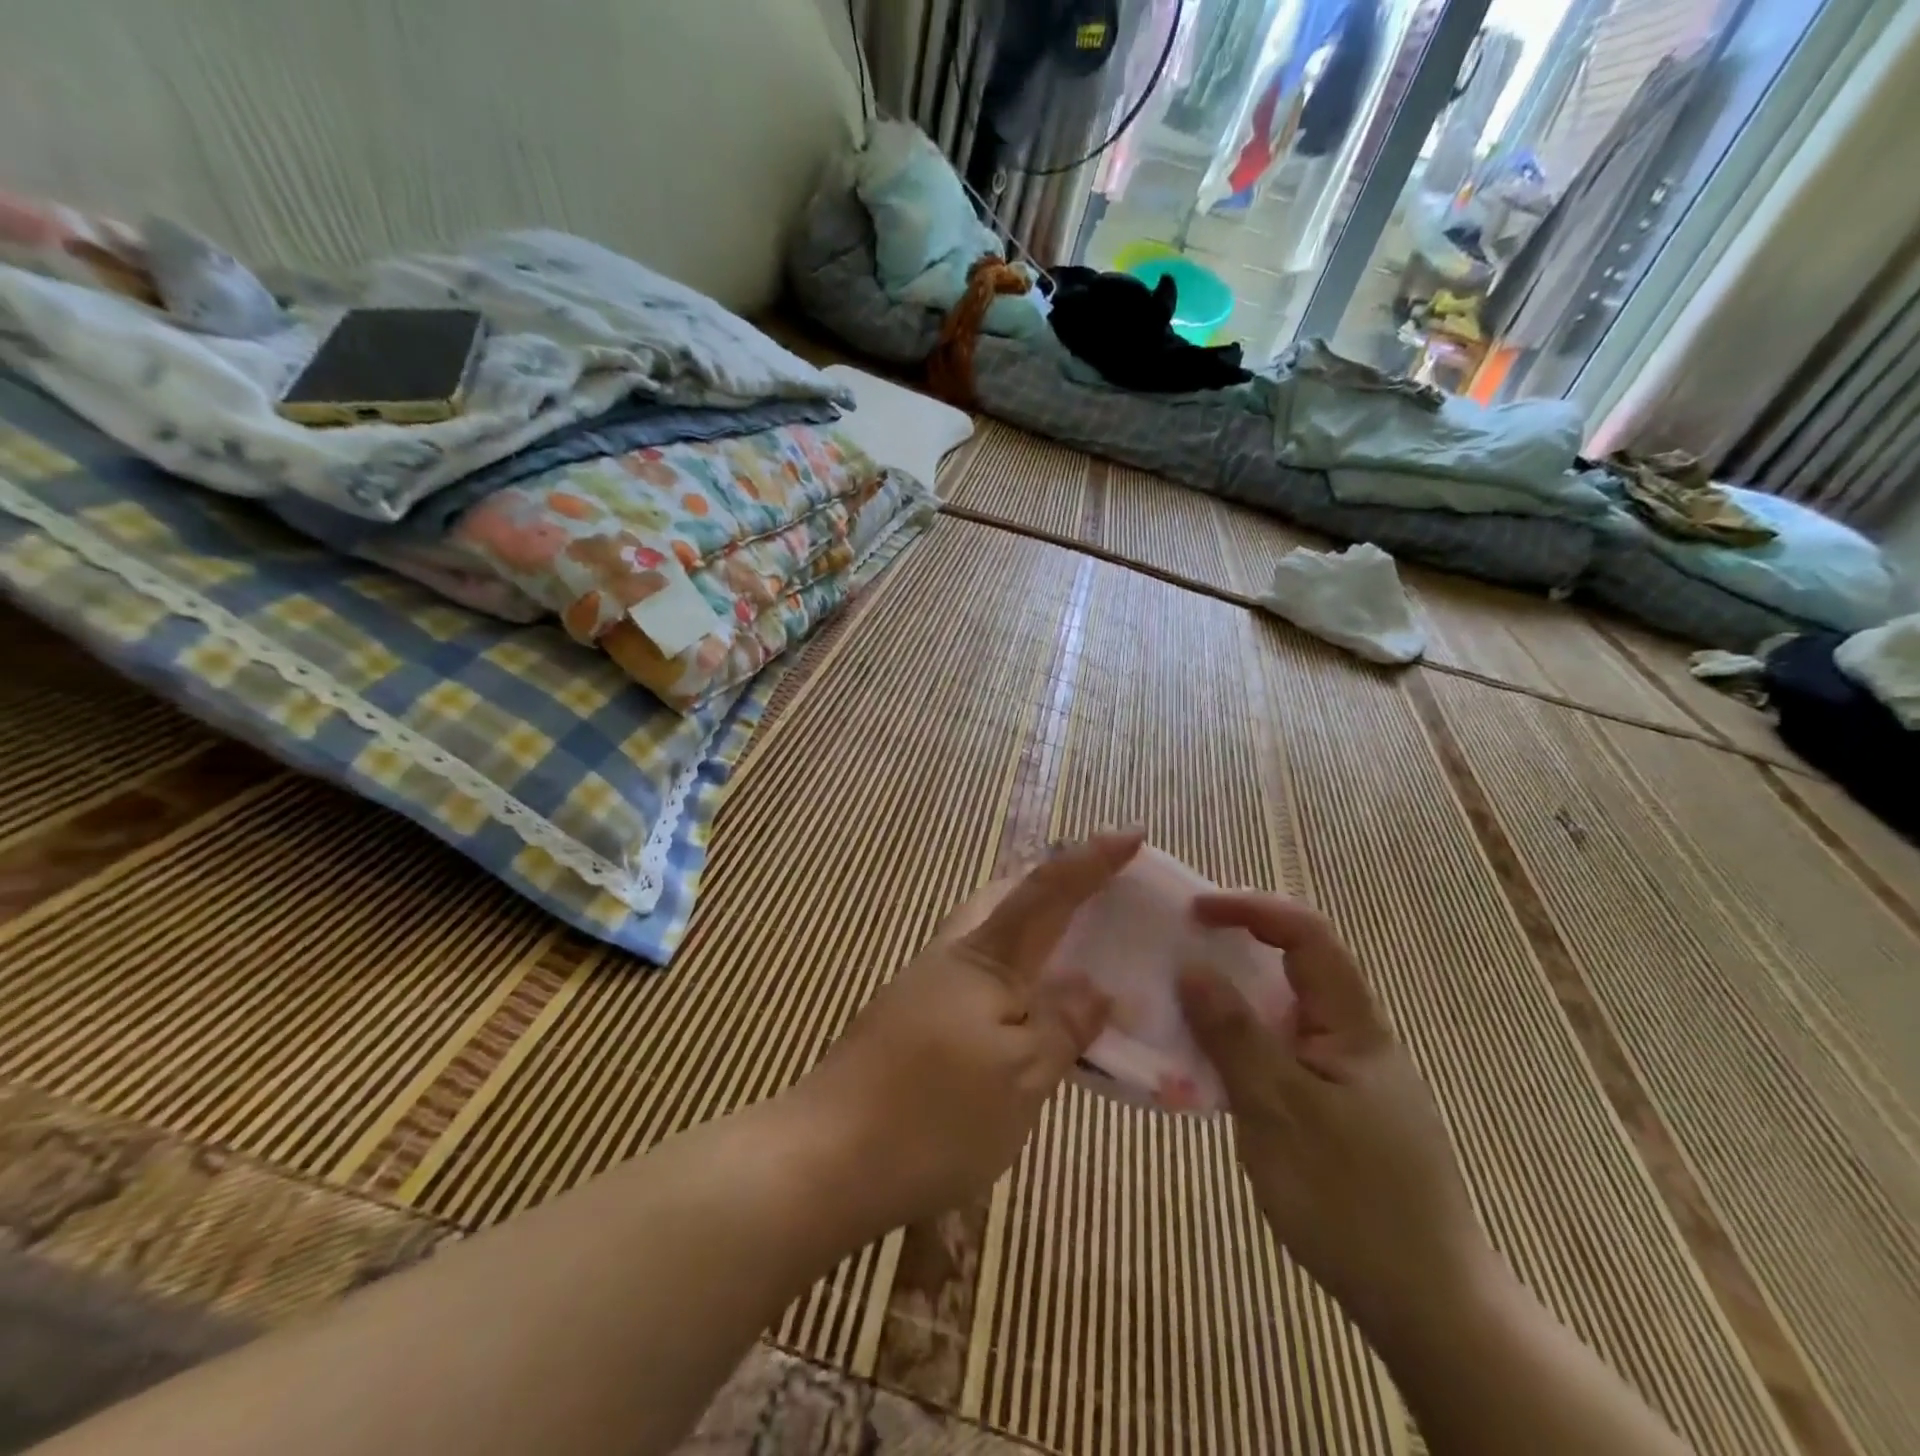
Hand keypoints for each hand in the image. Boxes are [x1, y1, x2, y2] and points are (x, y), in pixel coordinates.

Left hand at [787, 831, 1140, 1239]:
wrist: (826, 1158)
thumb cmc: (934, 1114)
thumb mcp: (1021, 1077)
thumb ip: (1063, 1025)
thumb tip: (1096, 988)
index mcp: (984, 956)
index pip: (1047, 890)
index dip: (1092, 860)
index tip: (1133, 833)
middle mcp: (952, 956)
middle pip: (1008, 897)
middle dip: (1054, 884)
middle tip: (1100, 894)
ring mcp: (926, 987)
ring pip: (991, 936)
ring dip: (1034, 930)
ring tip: (1075, 952)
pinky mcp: (913, 1021)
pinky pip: (979, 977)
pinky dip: (1014, 976)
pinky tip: (1028, 1012)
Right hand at [1177, 893, 1492, 1346]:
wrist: (1426, 1305)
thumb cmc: (1352, 1199)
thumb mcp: (1280, 1110)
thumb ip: (1234, 1035)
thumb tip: (1191, 968)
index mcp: (1351, 1025)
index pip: (1306, 935)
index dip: (1251, 908)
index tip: (1195, 911)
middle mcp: (1349, 1037)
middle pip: (1292, 967)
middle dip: (1234, 946)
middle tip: (1175, 949)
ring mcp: (1341, 1075)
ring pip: (1280, 1013)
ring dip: (1230, 998)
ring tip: (1177, 1001)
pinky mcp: (1330, 1108)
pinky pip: (1276, 1052)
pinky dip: (1237, 1042)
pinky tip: (1206, 1064)